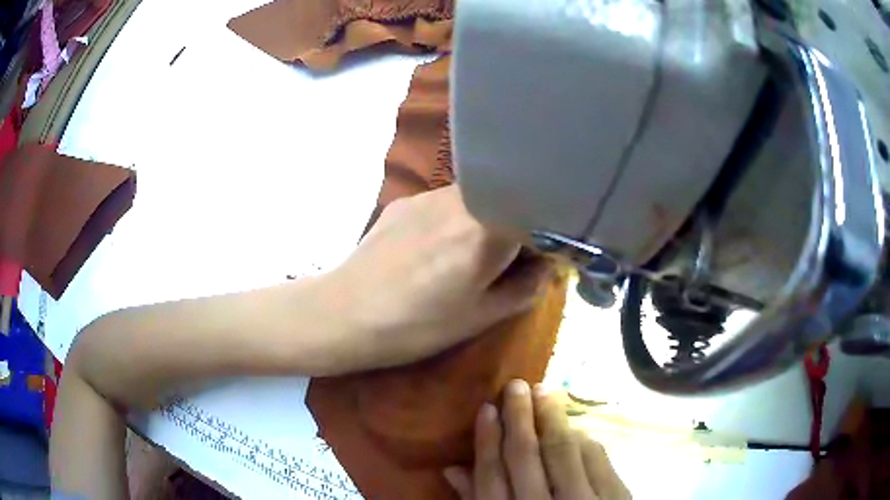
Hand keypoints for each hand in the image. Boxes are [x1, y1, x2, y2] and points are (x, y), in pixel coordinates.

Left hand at [314, 185, 549, 373]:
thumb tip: (547, 268)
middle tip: (502, 263)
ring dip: (484, 222)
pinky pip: (444, 204)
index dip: (545, 241)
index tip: (538, 263)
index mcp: (488, 230)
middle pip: (506, 203)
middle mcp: (462, 200)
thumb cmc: (417, 325)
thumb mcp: (481, 317)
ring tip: (463, 257)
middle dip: (514, 229)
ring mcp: (428, 196)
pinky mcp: (404, 201)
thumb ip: (525, 289)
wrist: (345, 314)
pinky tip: (432, 250)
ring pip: (476, 200)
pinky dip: (454, 220)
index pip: (537, 219)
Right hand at [444, 380, 630, 499]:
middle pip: (527, 456)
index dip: (488, 440)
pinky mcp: (615, 498)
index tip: (486, 408)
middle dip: (520, 418)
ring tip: (545, 391)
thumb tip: (452, 467)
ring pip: (563, 452)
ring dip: (553, 418)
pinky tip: (576, 426)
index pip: (492, 475)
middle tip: (516, 385)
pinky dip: (585, 440)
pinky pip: (598, 460)